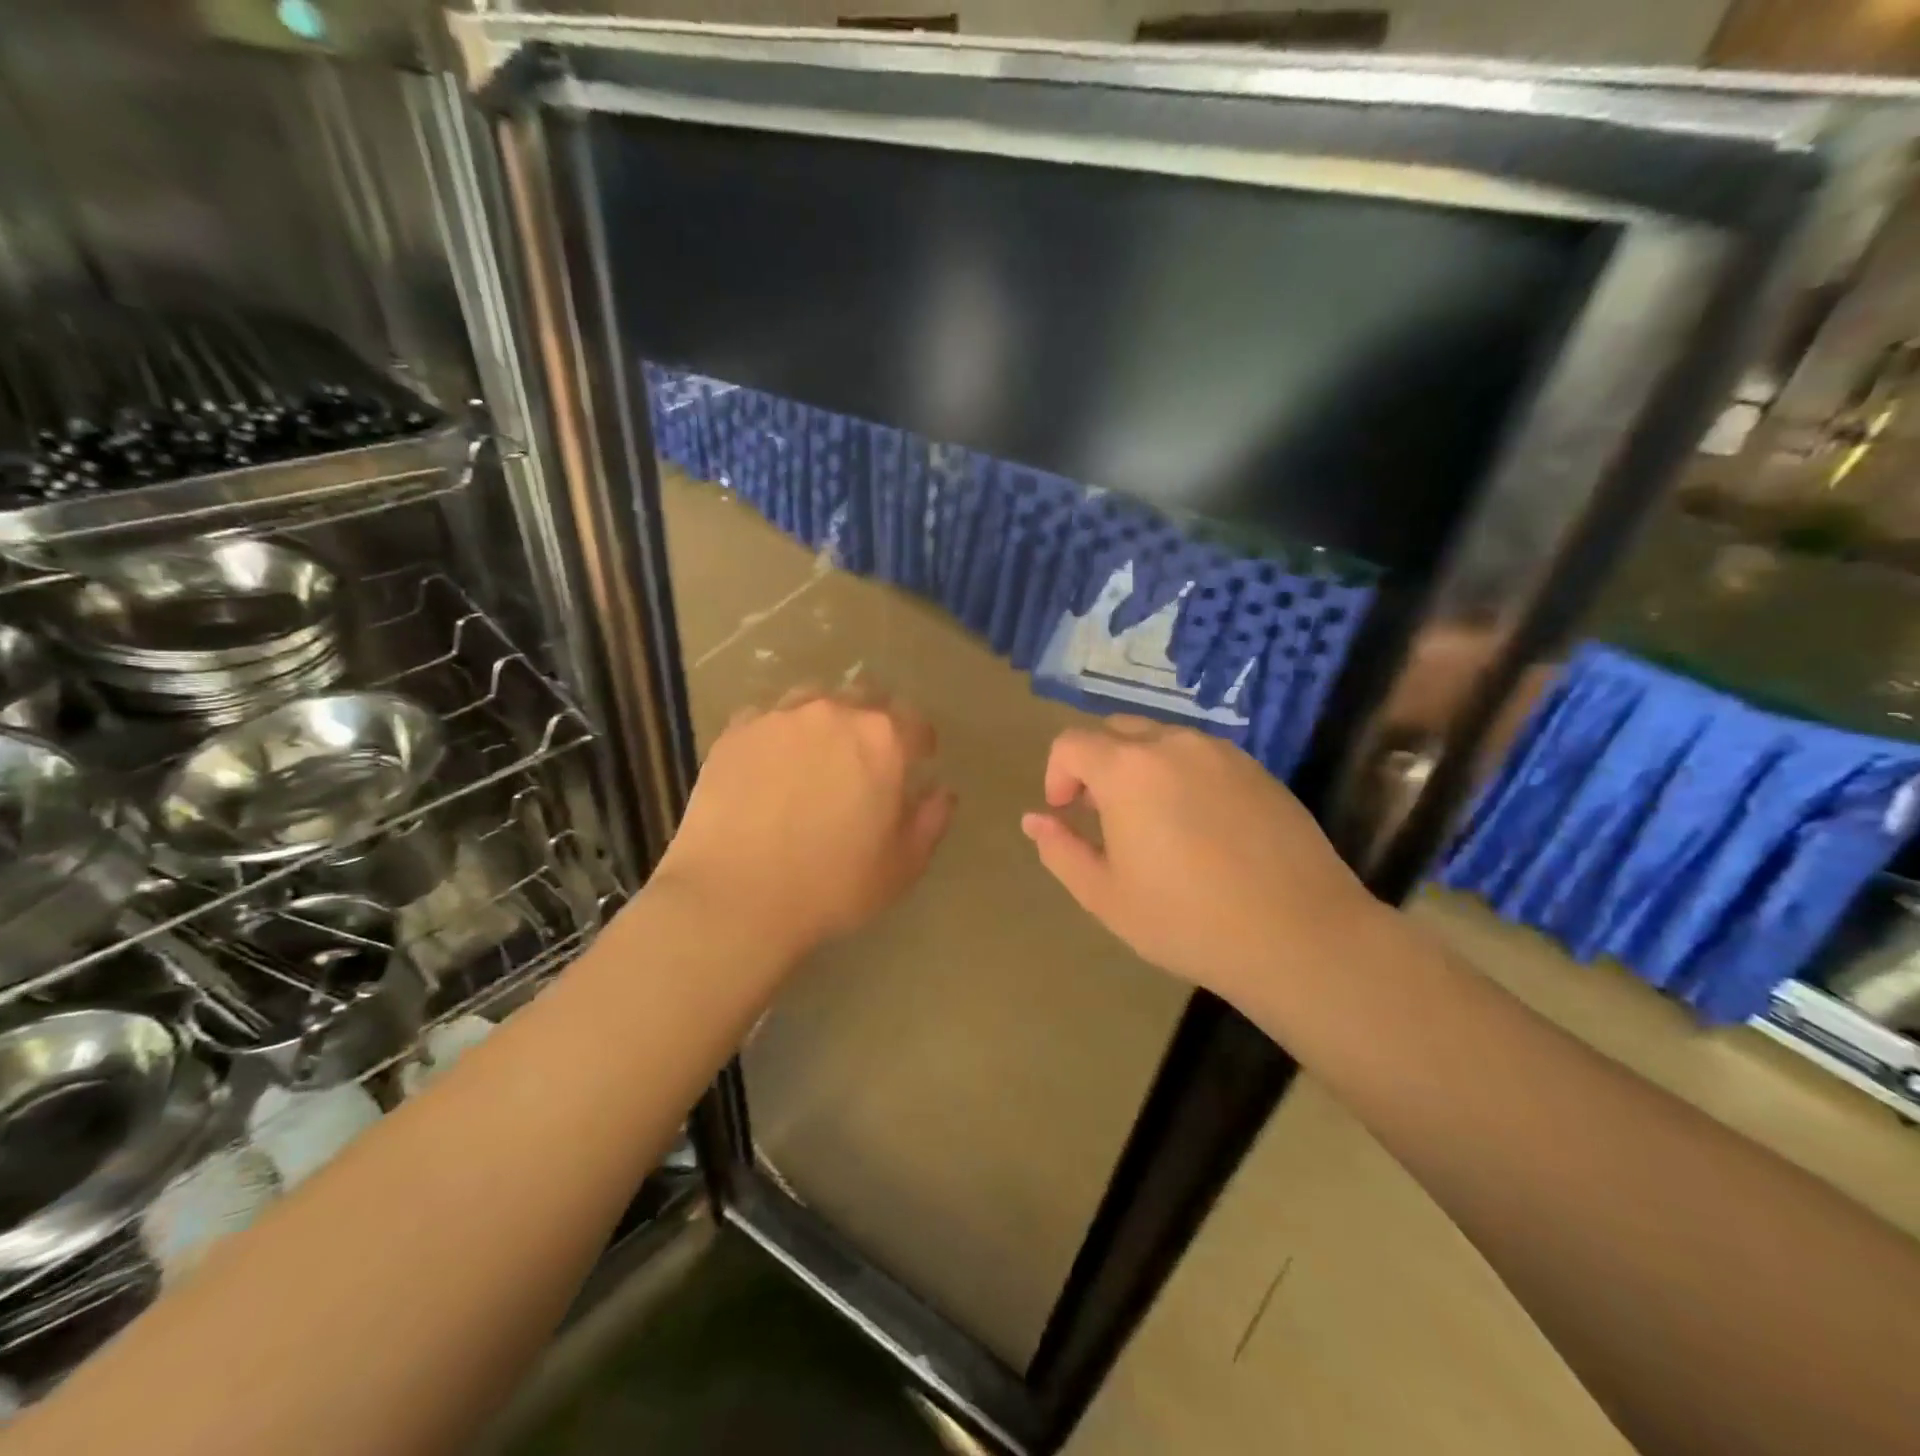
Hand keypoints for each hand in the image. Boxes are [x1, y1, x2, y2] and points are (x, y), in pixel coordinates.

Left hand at [656, 687, 956, 960]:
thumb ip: (931, 820)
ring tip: (814, 754)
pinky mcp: (735, 732)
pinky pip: (766, 718)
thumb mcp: (902, 866)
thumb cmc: (831, 885)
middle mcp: (834, 713)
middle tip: (865, 758)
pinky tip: (769, 765)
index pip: (914, 722)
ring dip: (823, 720)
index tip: (918, 761)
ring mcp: (779, 717)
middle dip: (873, 721)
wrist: (735, 896)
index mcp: (883, 740)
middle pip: (864, 697)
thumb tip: (942, 792)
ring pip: (812, 700)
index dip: (920, 742)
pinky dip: (777, 734)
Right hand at [1021, 716, 1379, 1007]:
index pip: (1071, 743)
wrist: (1299, 935)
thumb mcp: (1105, 895)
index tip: (1066, 812)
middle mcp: (1173, 744)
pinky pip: (1202, 756)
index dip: (1057, 774)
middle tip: (1103, 816)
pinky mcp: (1258, 769)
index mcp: (1127, 769)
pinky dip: (1182, 774)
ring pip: (1162, 740)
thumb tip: (1034, 820)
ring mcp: (1222, 753)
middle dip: (1097, 765)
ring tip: (1152, 821)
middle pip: (1116, 731)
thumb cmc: (1187, 920)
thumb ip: (1061, 850)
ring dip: (1140, 767)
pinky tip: (1199, 825)